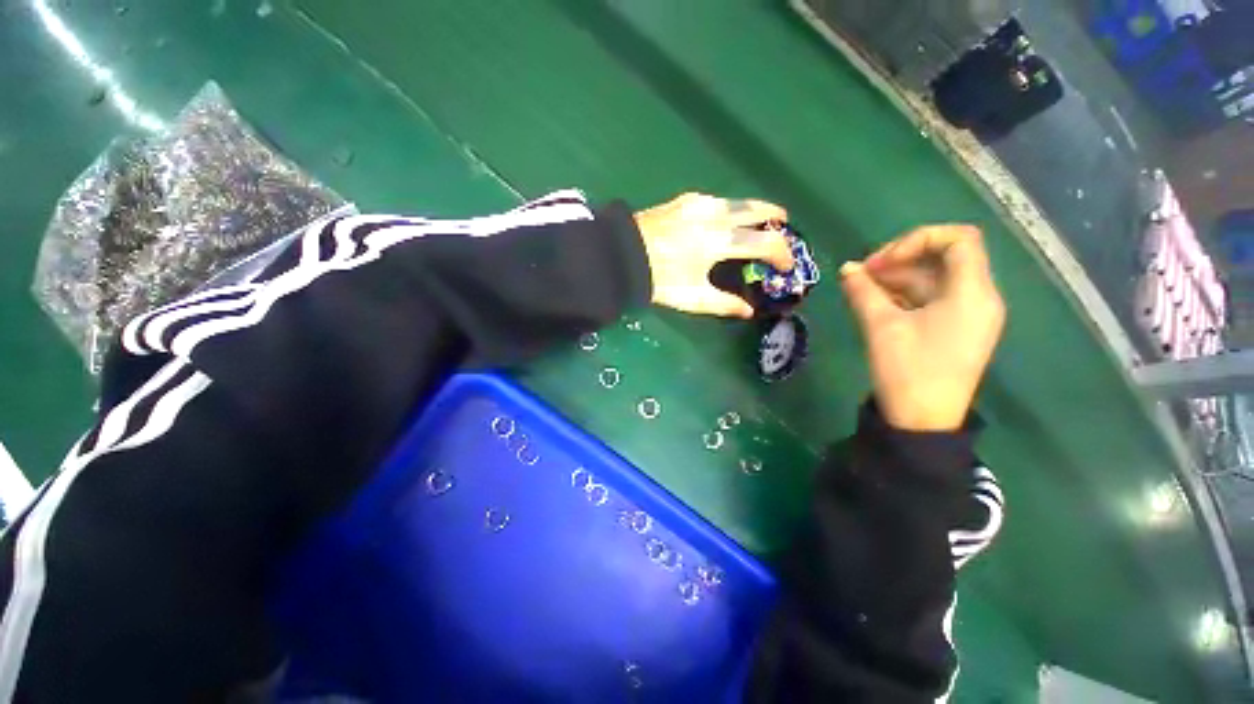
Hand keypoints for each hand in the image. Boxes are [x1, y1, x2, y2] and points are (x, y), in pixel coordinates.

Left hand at [635, 193, 793, 318]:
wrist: (621, 256)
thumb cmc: (659, 280)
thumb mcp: (693, 298)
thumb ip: (724, 304)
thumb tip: (748, 311)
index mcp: (720, 241)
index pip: (765, 243)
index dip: (782, 254)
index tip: (787, 264)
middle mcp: (715, 215)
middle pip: (757, 210)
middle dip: (775, 217)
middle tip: (784, 225)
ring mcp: (699, 203)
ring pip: (737, 201)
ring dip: (753, 210)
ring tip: (757, 221)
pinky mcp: (684, 200)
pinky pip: (717, 201)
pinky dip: (730, 209)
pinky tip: (724, 219)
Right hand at [840, 225, 1005, 431]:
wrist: (923, 422)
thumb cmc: (908, 370)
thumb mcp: (881, 327)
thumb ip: (863, 292)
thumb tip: (846, 268)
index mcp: (972, 293)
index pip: (958, 239)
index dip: (917, 240)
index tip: (881, 262)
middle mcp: (978, 298)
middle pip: (944, 258)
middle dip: (901, 260)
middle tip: (863, 275)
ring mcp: (968, 316)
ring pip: (934, 280)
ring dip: (898, 279)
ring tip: (861, 289)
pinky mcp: (956, 331)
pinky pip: (932, 300)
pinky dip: (904, 296)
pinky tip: (875, 303)